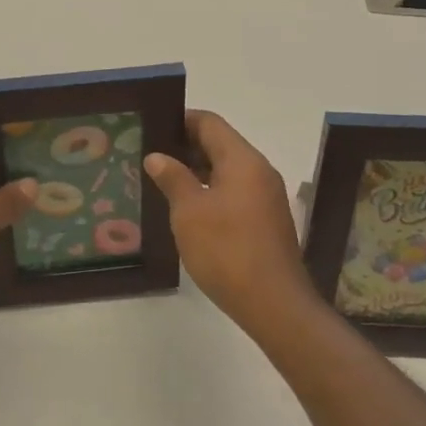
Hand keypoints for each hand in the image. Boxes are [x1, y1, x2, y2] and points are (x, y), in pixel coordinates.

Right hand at [144, 111, 319, 336]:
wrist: (274, 305)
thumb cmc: (227, 250)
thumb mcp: (190, 212)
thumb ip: (173, 178)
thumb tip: (157, 156)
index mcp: (242, 160)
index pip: (209, 123)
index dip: (180, 120)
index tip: (153, 127)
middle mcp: (259, 171)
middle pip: (220, 144)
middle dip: (186, 146)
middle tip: (151, 154)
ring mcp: (266, 196)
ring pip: (227, 169)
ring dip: (197, 170)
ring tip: (163, 180)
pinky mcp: (266, 220)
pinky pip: (235, 191)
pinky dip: (211, 190)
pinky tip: (188, 208)